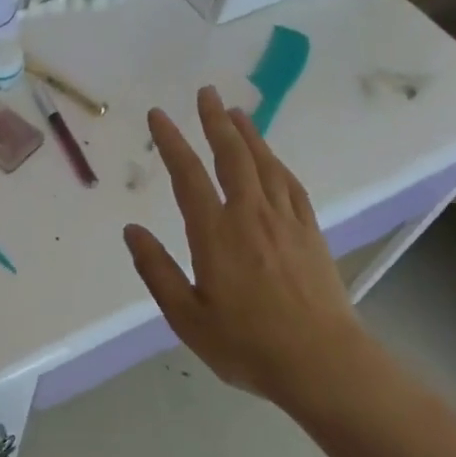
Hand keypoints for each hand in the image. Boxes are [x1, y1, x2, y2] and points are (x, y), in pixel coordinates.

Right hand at [123, 86, 366, 408]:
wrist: (323, 364)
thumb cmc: (247, 344)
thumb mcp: (187, 317)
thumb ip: (157, 271)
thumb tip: (132, 230)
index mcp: (215, 234)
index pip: (188, 176)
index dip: (171, 142)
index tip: (158, 116)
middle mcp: (250, 216)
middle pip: (231, 156)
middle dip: (214, 121)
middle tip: (204, 92)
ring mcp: (285, 221)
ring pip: (263, 164)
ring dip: (247, 134)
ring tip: (234, 112)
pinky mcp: (310, 232)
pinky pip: (290, 185)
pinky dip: (276, 163)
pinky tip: (271, 158)